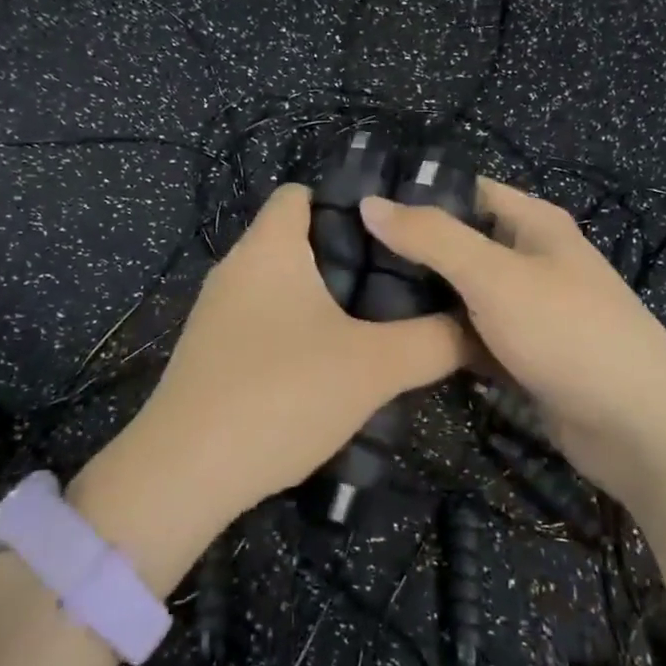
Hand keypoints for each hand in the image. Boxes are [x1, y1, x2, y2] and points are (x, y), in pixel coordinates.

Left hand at [79, 184, 471, 554]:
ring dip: (326, 298)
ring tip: (379, 322)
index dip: (349, 202)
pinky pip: (265, 321)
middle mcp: (237, 268)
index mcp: (269, 247)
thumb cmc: (281, 393)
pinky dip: (299, 330)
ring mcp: (218, 313)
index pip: (302, 192)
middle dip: (350, 256)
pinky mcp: (212, 353)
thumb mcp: (373, 368)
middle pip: (297, 240)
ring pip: (283, 285)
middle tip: (403, 281)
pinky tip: (331, 366)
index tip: (397, 232)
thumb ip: (434, 342)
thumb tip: (479, 329)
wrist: (185, 474)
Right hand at [359, 179, 665, 504]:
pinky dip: (444, 338)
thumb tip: (370, 202)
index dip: (416, 195)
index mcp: (533, 223)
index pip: (465, 191)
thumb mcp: (494, 276)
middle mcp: (532, 259)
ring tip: (355, 300)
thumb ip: (432, 237)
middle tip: (345, 260)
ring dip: (423, 298)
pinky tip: (397, 343)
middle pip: (461, 243)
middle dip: (411, 251)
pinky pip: (474, 336)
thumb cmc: (568, 332)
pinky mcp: (525, 354)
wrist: (640, 428)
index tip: (356, 208)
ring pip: (464, 294)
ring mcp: (530, 310)